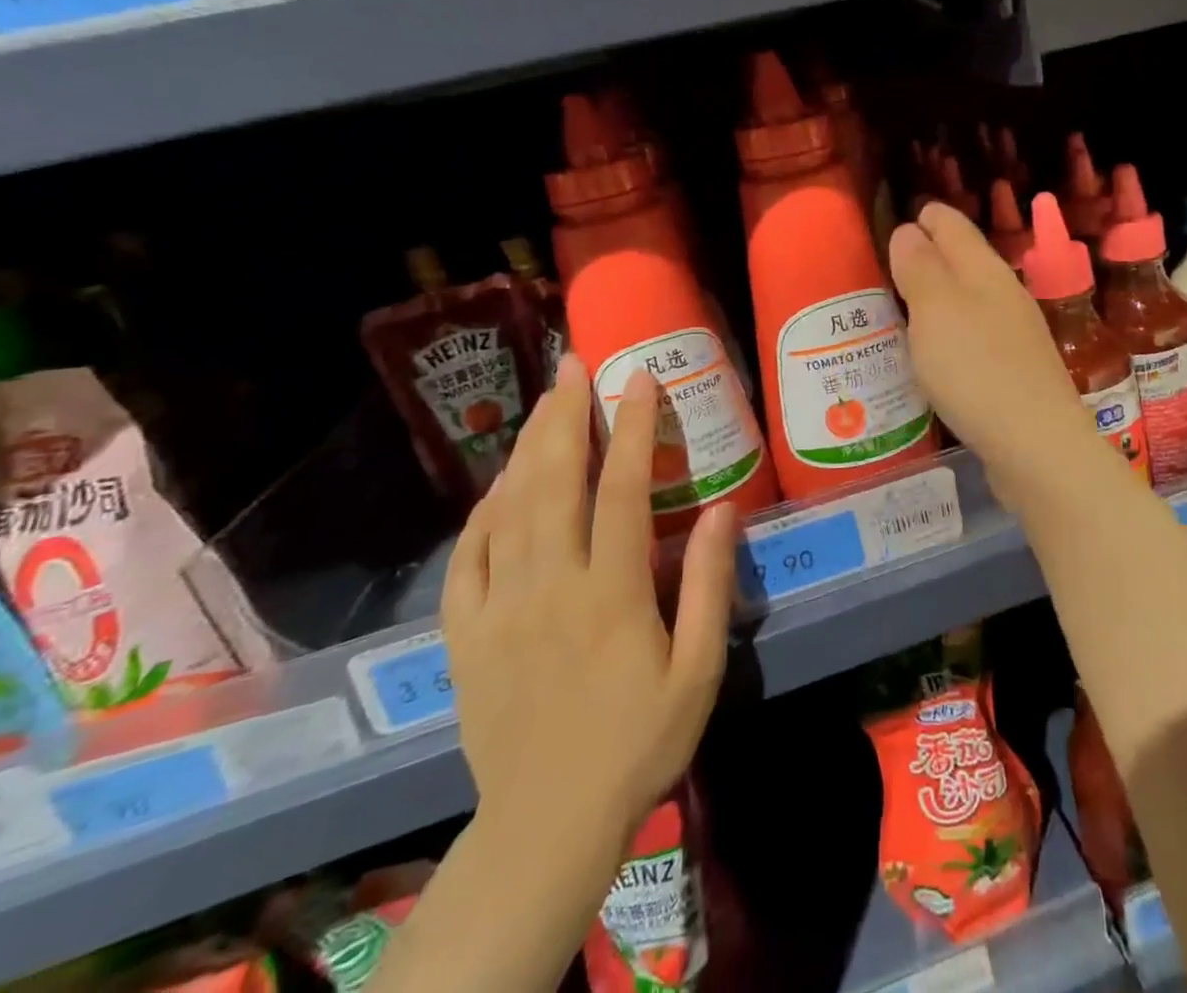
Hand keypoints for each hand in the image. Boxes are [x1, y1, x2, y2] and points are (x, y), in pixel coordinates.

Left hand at [442, 355, 735, 844]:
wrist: (548, 822)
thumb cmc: (638, 742)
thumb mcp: (698, 672)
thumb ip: (707, 586)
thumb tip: (721, 509)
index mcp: (611, 593)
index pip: (621, 488)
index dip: (632, 426)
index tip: (641, 378)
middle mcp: (549, 587)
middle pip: (553, 481)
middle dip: (565, 414)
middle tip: (574, 364)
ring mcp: (498, 608)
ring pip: (508, 508)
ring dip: (527, 446)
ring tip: (543, 400)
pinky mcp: (464, 633)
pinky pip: (468, 556)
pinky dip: (483, 511)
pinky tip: (499, 485)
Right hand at [890, 202, 1104, 503]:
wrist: (1037, 445)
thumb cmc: (976, 369)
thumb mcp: (936, 310)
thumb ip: (920, 267)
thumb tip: (909, 230)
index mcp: (984, 269)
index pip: (950, 224)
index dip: (922, 218)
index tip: (890, 223)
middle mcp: (1003, 293)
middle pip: (962, 259)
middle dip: (926, 256)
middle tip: (884, 267)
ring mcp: (1014, 332)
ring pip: (968, 298)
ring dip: (937, 296)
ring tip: (900, 307)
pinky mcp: (1014, 370)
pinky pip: (974, 335)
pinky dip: (949, 332)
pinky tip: (934, 353)